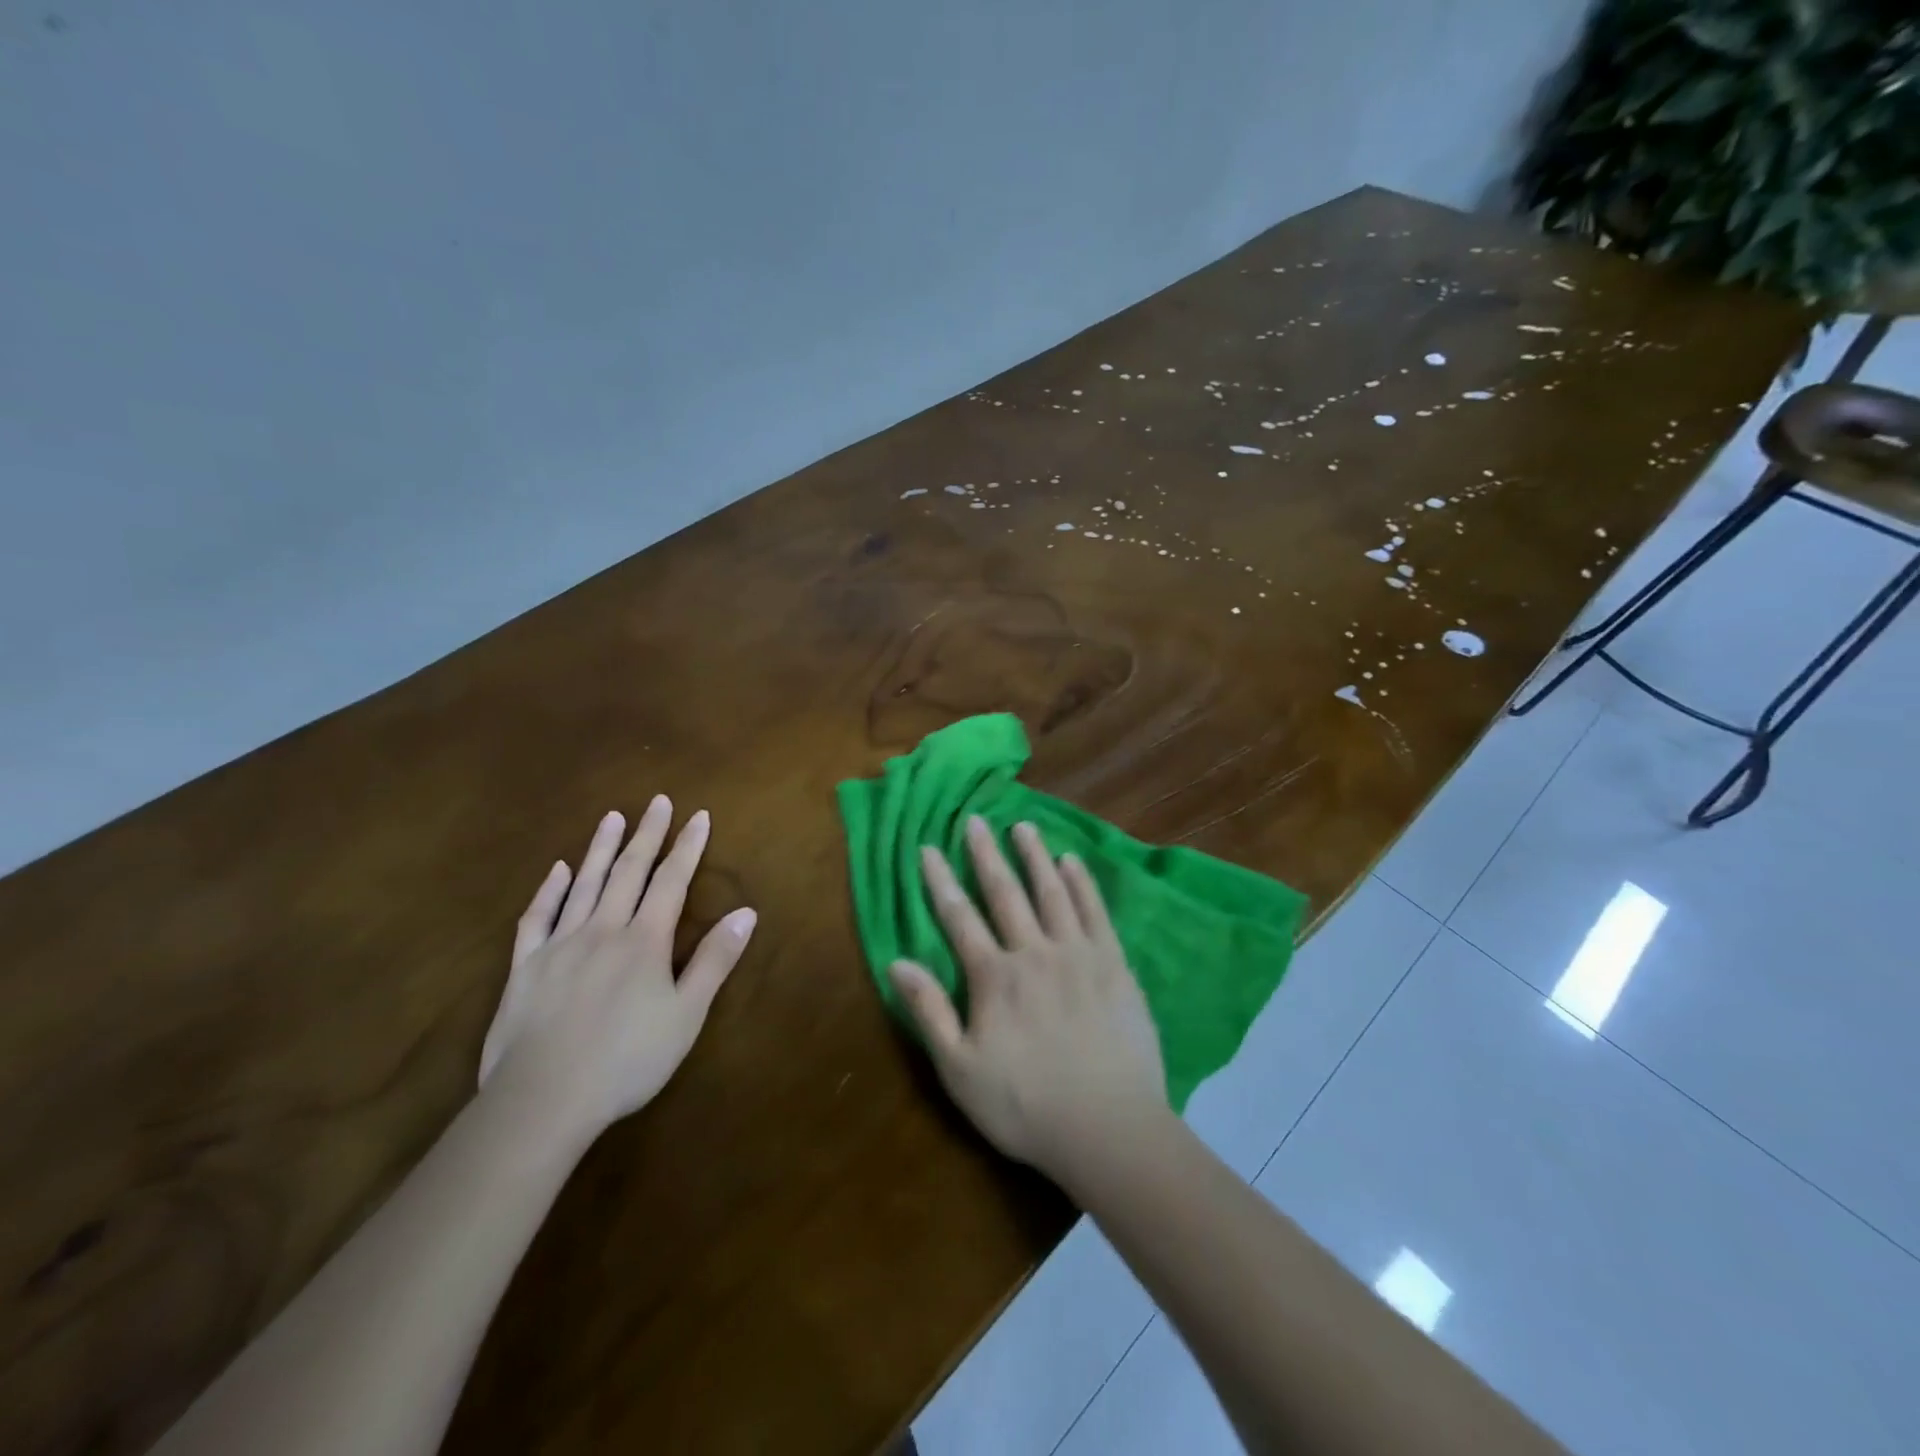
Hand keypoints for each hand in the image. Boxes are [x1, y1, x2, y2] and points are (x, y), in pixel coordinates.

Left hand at [479, 799, 755, 1146]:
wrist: (542, 1099)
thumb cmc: (627, 1060)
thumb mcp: (686, 1014)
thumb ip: (714, 960)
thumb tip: (746, 912)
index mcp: (645, 941)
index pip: (671, 882)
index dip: (687, 847)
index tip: (698, 815)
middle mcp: (603, 930)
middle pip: (629, 872)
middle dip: (647, 835)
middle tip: (657, 802)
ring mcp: (560, 945)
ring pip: (585, 884)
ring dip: (601, 849)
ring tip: (612, 816)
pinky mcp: (526, 967)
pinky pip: (538, 918)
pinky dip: (549, 890)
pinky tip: (558, 870)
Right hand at [889, 816, 1167, 1182]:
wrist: (1109, 1128)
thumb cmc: (1026, 1106)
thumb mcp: (960, 1070)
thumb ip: (929, 1012)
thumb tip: (897, 962)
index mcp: (994, 977)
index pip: (959, 918)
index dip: (941, 881)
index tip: (929, 848)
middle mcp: (1034, 952)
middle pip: (1005, 893)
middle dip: (986, 854)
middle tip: (976, 820)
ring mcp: (1078, 954)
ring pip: (1051, 892)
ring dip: (1034, 856)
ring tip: (1023, 826)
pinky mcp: (1114, 964)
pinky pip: (1095, 912)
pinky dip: (1081, 883)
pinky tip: (1072, 861)